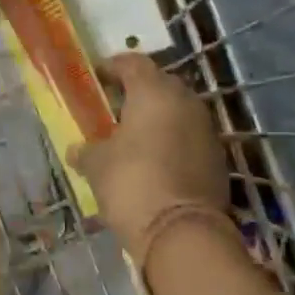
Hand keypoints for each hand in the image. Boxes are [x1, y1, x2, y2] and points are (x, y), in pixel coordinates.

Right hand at [70, 54, 228, 264]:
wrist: (182, 232)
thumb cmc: (132, 183)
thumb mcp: (97, 165)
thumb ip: (86, 150)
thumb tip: (77, 150)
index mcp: (153, 91)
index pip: (132, 63)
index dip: (111, 67)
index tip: (95, 78)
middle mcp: (185, 101)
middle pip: (158, 84)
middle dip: (136, 92)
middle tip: (112, 109)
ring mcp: (206, 128)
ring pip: (177, 111)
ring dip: (156, 118)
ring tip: (132, 137)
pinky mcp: (217, 156)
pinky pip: (189, 137)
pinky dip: (172, 141)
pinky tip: (154, 161)